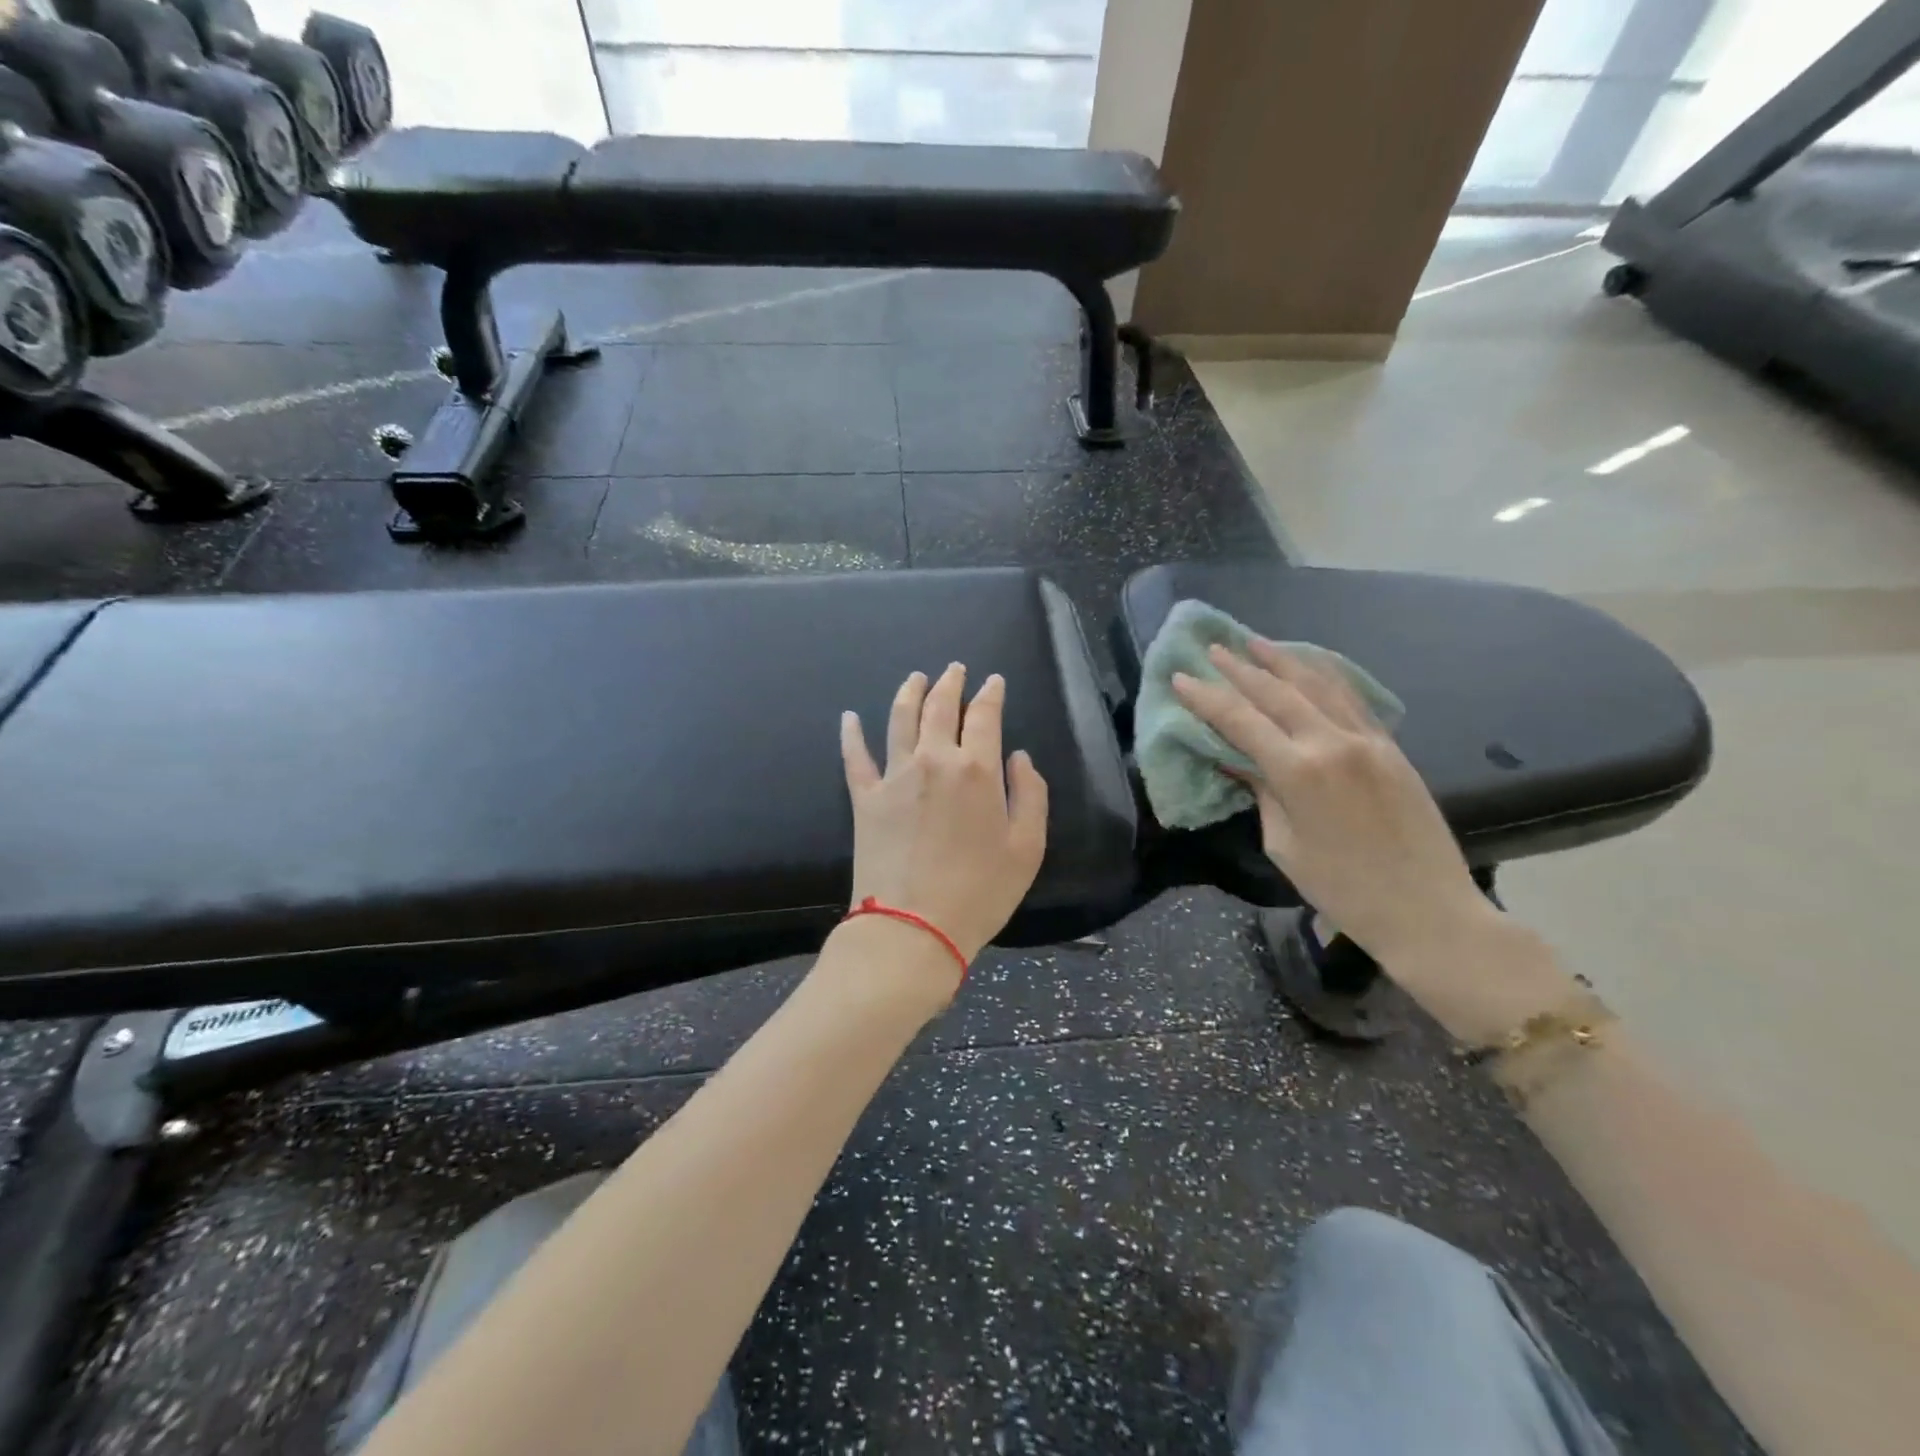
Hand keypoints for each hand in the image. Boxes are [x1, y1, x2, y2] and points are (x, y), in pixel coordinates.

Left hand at [840, 663, 1049, 967]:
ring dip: (909, 692)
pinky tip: (849, 717)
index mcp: (976, 769)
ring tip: (915, 677)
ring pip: (899, 719)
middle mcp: (933, 760)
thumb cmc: (980, 891)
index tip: (993, 682)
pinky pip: (854, 757)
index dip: (990, 694)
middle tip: (954, 669)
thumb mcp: (1028, 848)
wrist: (914, 927)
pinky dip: (851, 734)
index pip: (984, 716)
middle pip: (939, 707)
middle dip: (949, 683)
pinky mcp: (865, 798)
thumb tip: (1018, 757)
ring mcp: (894, 776)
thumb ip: (1031, 795)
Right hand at [1172, 639, 1493, 973]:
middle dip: (1239, 668)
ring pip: (1317, 685)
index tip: (1181, 679)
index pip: (1240, 721)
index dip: (1207, 698)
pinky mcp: (1391, 746)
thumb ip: (1262, 794)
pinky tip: (1309, 665)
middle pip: (1276, 692)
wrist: (1427, 910)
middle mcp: (1331, 743)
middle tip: (1212, 649)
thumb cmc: (1342, 889)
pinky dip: (1325, 676)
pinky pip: (1351, 698)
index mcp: (1298, 772)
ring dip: (1282, 660)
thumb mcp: (1284, 844)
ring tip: (1255, 642)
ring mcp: (1367, 740)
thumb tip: (1241, 763)